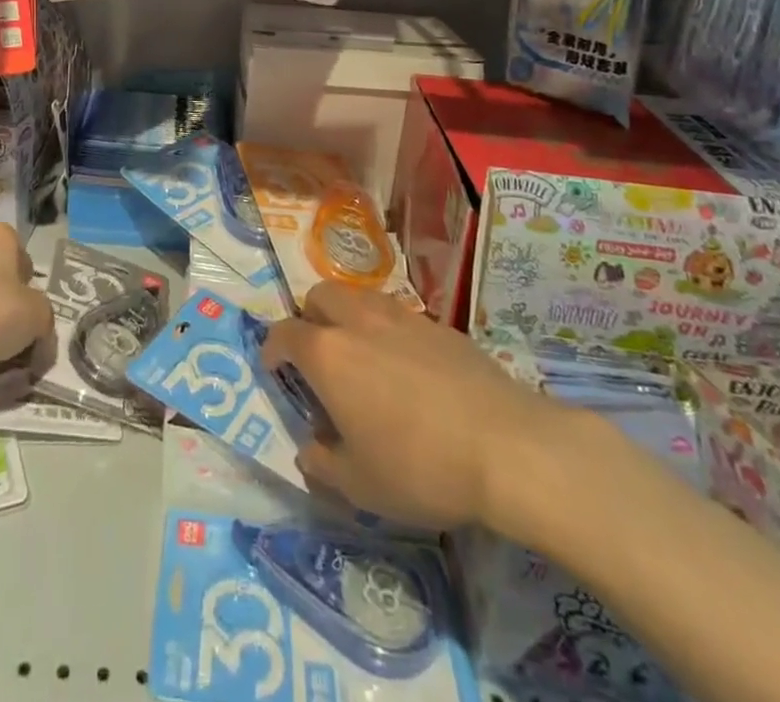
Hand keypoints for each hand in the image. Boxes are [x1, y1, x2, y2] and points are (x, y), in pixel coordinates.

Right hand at [262, 282, 578, 536]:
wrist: (507, 447)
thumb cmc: (420, 468)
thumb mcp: (360, 485)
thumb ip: (323, 463)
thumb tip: (309, 449)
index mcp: (327, 355)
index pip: (284, 333)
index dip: (272, 348)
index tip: (274, 367)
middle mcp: (358, 322)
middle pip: (320, 295)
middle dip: (310, 317)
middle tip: (319, 354)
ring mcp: (401, 317)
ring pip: (360, 296)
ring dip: (348, 315)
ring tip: (362, 353)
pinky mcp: (439, 325)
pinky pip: (399, 314)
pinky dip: (389, 329)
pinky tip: (408, 367)